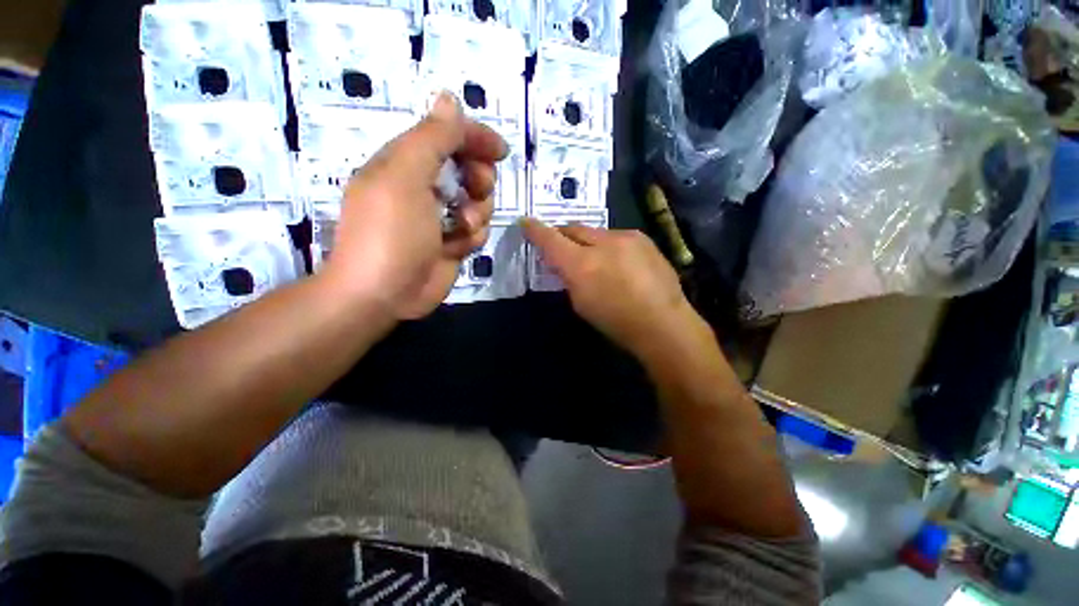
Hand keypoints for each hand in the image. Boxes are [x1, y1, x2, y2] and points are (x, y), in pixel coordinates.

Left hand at [323, 92, 507, 319]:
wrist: (377, 297)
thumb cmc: (387, 231)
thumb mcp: (406, 173)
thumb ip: (432, 135)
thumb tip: (448, 96)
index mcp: (402, 160)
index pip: (443, 133)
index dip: (472, 136)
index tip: (497, 150)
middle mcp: (417, 183)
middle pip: (465, 163)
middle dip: (478, 174)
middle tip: (477, 188)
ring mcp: (431, 215)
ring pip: (476, 197)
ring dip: (479, 208)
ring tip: (464, 224)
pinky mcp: (443, 244)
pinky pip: (473, 228)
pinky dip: (471, 235)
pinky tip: (457, 246)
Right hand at [521, 218, 712, 363]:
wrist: (664, 322)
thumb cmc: (618, 323)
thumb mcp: (582, 304)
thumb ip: (570, 278)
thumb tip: (566, 264)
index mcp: (581, 264)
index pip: (550, 239)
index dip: (535, 230)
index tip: (525, 222)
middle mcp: (602, 242)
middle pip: (574, 229)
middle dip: (565, 235)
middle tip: (561, 246)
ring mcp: (626, 237)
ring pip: (598, 233)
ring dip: (591, 242)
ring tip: (597, 259)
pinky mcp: (644, 239)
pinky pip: (619, 237)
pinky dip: (613, 247)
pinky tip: (621, 264)